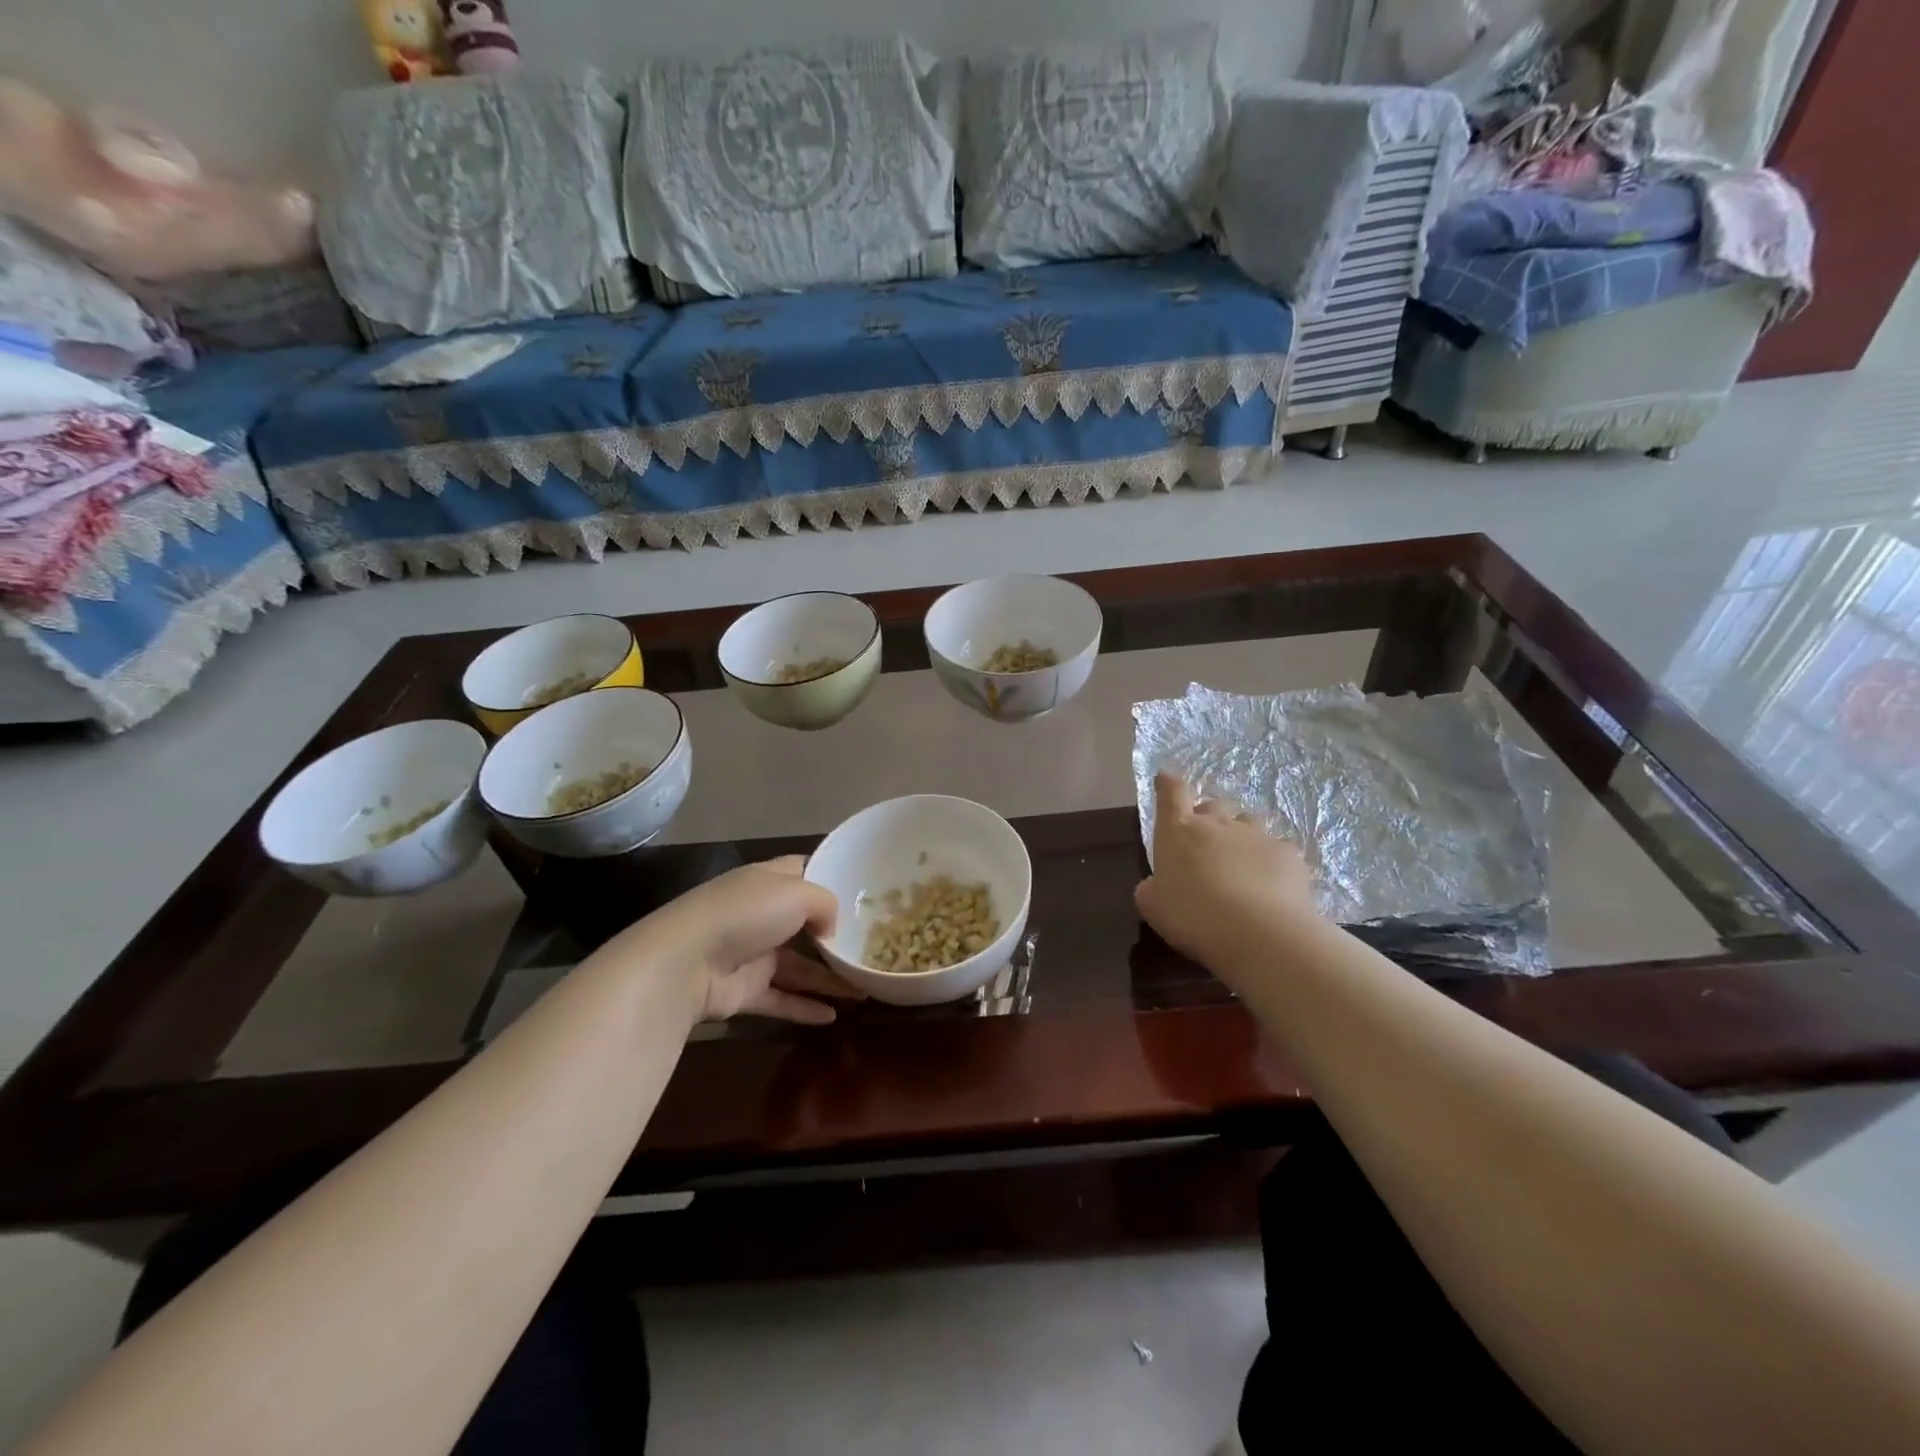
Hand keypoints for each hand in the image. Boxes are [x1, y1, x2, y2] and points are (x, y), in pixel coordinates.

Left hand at [617, 857, 860, 1025]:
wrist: (686, 962)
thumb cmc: (746, 913)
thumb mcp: (798, 893)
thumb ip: (826, 904)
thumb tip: (832, 928)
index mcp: (769, 881)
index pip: (803, 871)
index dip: (830, 877)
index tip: (862, 892)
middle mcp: (761, 914)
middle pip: (805, 923)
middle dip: (835, 935)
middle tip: (871, 946)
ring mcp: (752, 953)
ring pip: (798, 966)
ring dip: (828, 979)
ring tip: (863, 991)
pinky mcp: (745, 990)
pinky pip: (782, 999)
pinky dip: (805, 1007)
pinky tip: (834, 1017)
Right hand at [1135, 772, 1318, 972]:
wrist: (1259, 933)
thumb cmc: (1193, 916)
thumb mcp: (1153, 907)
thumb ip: (1152, 888)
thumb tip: (1156, 884)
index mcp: (1179, 831)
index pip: (1172, 792)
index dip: (1168, 784)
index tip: (1166, 779)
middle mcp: (1217, 824)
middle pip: (1213, 805)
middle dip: (1209, 818)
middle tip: (1207, 845)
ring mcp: (1256, 835)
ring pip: (1248, 822)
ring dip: (1242, 836)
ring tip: (1242, 864)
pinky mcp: (1288, 853)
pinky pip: (1277, 849)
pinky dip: (1271, 861)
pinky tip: (1272, 886)